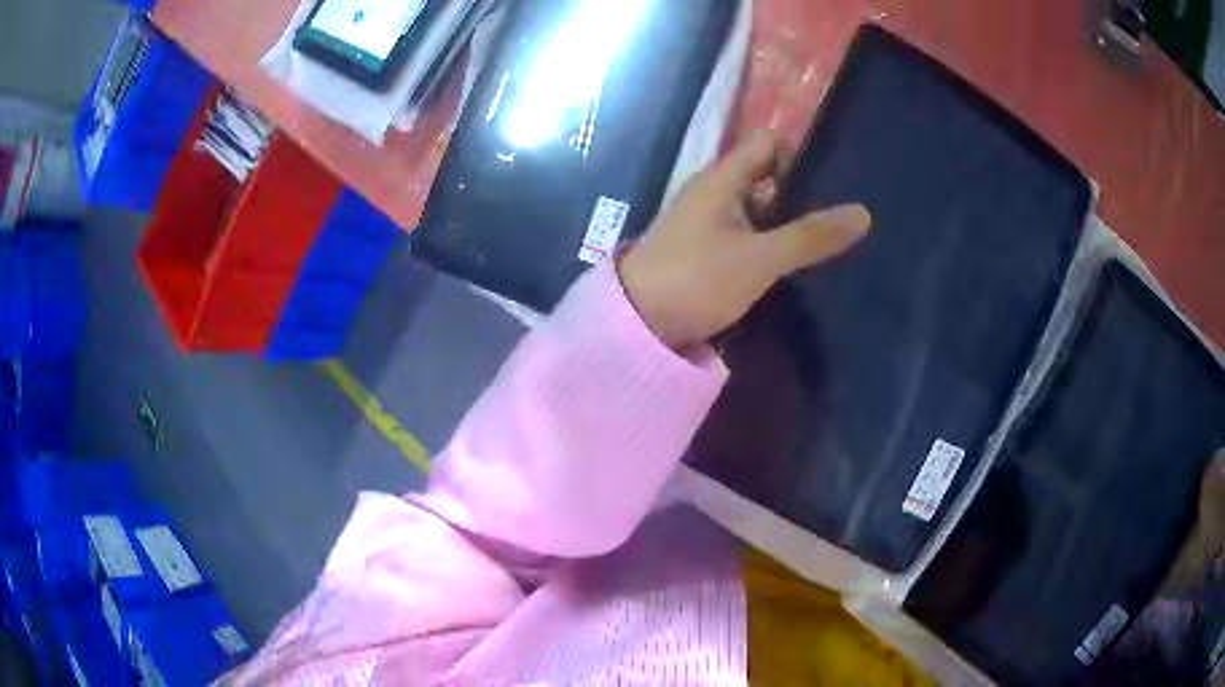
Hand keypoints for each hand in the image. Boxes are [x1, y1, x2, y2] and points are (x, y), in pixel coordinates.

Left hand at [618, 132, 871, 349]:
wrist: (636, 324)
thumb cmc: (696, 278)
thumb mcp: (760, 258)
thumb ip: (810, 236)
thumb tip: (863, 213)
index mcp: (721, 179)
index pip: (767, 144)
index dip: (799, 154)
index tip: (833, 179)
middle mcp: (712, 192)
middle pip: (765, 176)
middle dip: (800, 192)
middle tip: (839, 215)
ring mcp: (705, 222)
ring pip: (756, 209)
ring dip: (785, 221)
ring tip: (826, 238)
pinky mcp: (703, 250)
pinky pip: (744, 234)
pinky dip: (766, 241)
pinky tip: (791, 260)